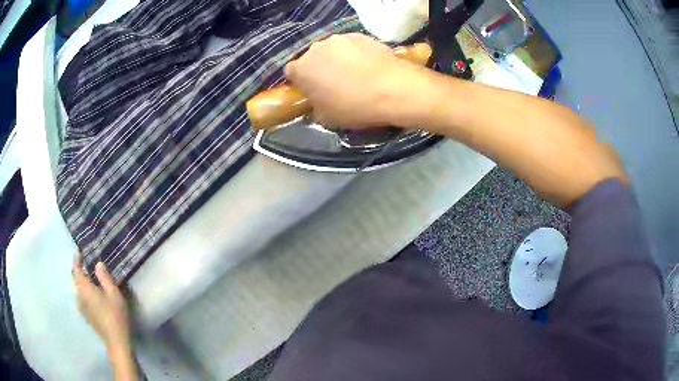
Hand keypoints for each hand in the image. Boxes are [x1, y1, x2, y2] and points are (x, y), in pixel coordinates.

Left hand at [73, 260, 131, 357]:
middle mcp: (78, 295)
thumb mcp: (113, 293)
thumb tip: (97, 264)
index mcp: (84, 288)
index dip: (78, 259)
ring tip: (92, 278)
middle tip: (88, 263)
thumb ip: (104, 276)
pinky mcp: (85, 315)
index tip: (81, 251)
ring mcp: (81, 306)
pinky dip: (85, 291)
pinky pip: (82, 297)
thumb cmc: (115, 315)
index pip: (76, 268)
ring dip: (83, 281)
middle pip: (76, 278)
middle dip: (80, 270)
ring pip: (79, 288)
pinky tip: (94, 294)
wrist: (116, 341)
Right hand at [285, 33, 422, 128]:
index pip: (291, 71)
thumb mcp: (327, 118)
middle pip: (312, 57)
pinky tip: (368, 65)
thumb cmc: (354, 107)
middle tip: (334, 82)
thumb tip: (317, 103)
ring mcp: (339, 39)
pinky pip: (352, 45)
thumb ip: (315, 108)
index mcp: (302, 68)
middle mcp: (316, 48)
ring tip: (355, 73)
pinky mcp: (360, 35)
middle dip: (319, 68)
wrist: (392, 89)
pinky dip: (356, 53)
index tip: (311, 89)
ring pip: (332, 49)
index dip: (300, 81)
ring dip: (337, 59)